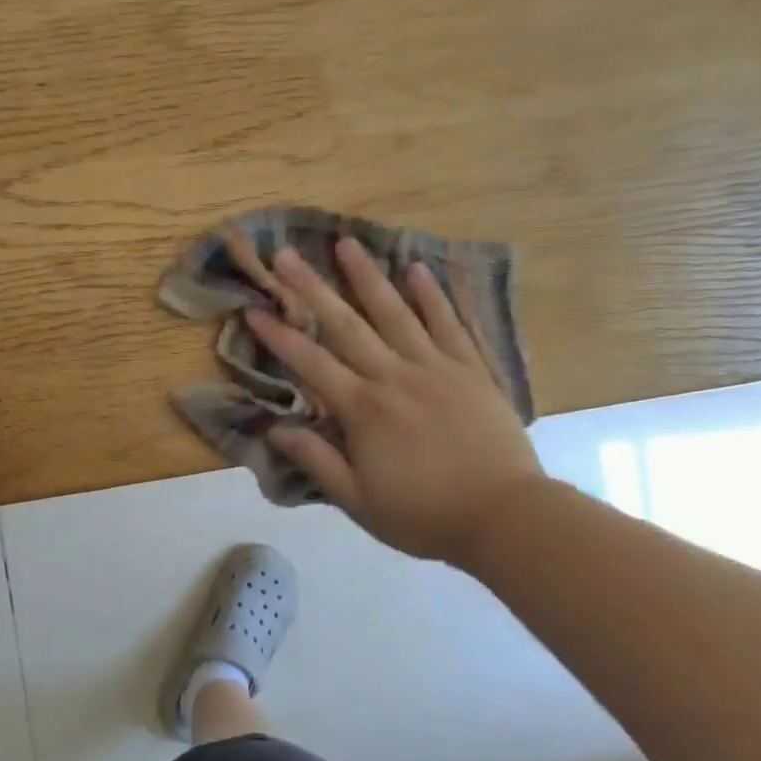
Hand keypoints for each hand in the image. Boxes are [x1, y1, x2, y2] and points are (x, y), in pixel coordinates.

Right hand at [245, 239, 544, 566]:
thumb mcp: (358, 501)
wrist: (507, 518)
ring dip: (367, 276)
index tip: (253, 308)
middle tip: (286, 254)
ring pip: (396, 312)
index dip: (279, 335)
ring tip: (346, 242)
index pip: (310, 363)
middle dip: (311, 288)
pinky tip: (417, 268)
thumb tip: (272, 429)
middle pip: (346, 325)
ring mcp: (437, 368)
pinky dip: (433, 295)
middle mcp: (395, 376)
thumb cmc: (424, 514)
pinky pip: (449, 324)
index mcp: (363, 409)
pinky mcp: (472, 370)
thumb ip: (315, 460)